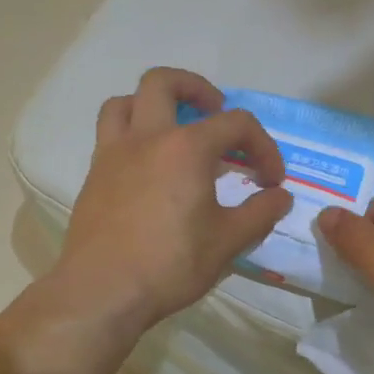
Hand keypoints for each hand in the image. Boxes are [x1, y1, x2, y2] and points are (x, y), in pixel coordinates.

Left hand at [44, 68, 292, 343]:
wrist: (102, 291)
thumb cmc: (170, 264)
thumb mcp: (228, 242)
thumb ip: (259, 213)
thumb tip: (279, 197)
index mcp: (186, 147)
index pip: (236, 124)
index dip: (263, 146)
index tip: (271, 181)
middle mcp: (146, 137)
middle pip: (163, 82)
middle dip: (195, 88)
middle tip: (214, 112)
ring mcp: (113, 154)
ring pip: (125, 102)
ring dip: (151, 104)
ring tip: (172, 128)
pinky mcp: (94, 175)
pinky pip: (109, 134)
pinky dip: (131, 134)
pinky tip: (148, 167)